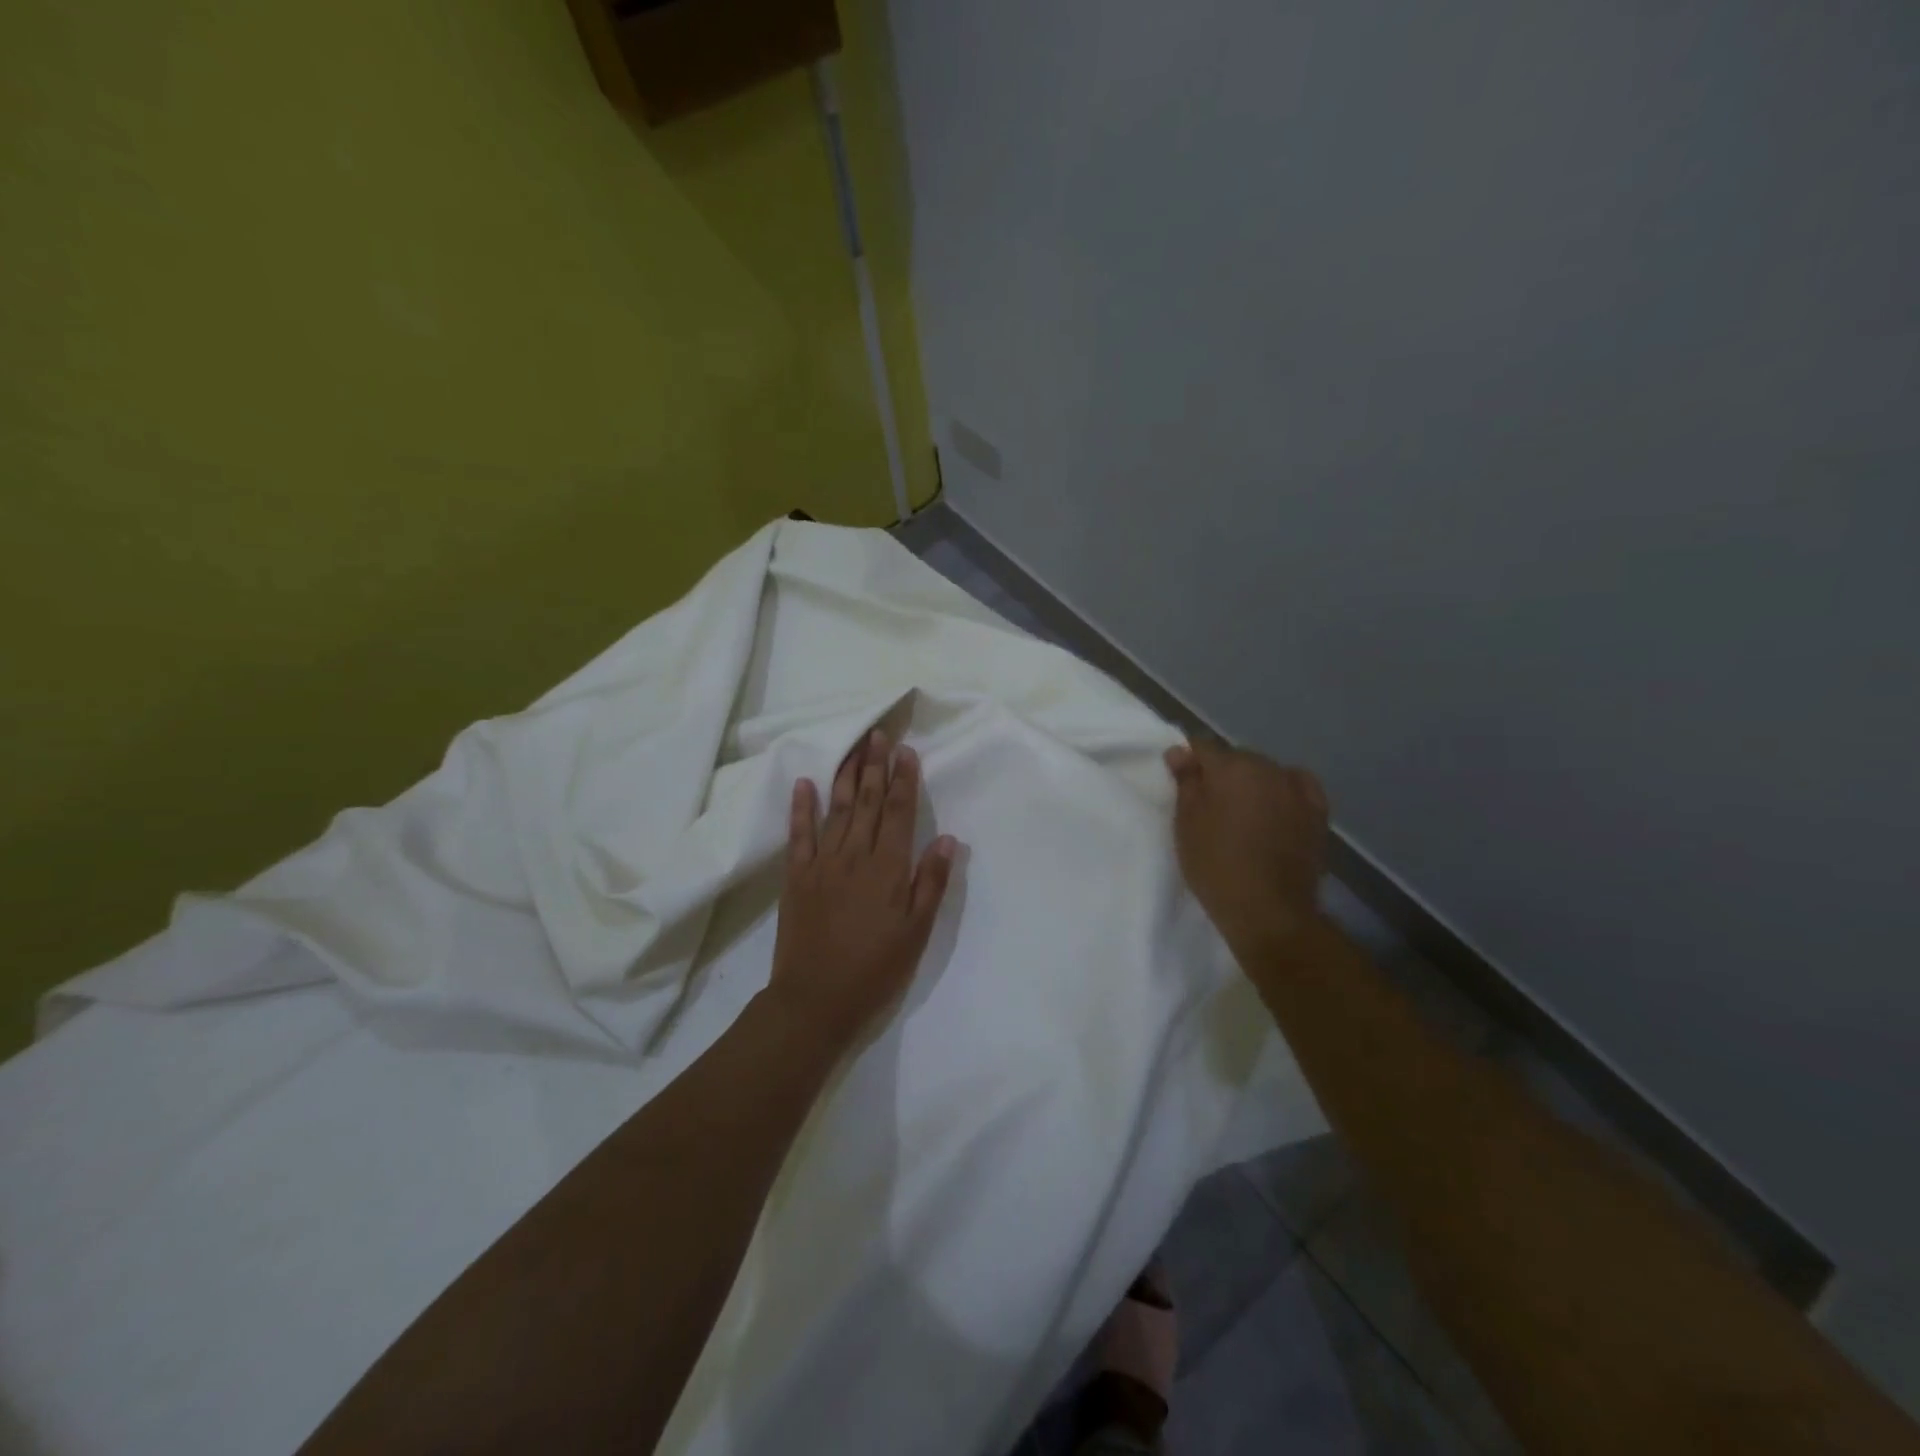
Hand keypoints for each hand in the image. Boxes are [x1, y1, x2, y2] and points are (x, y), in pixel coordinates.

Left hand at [769, 730, 957, 1048]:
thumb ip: (930, 882)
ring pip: (836, 810)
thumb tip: (947, 839)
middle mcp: (855, 856)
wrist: (816, 1000)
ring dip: (845, 776)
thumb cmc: (875, 969)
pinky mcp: (797, 878)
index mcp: (887, 868)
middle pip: (866, 802)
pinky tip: (805, 784)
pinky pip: (799, 836)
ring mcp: (822, 864)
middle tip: (878, 733)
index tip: (905, 750)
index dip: (903, 780)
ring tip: (853, 747)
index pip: (898, 813)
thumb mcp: (916, 932)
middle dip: (874, 766)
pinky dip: (802, 808)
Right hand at [1164, 740, 1328, 959]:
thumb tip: (1180, 752)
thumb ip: (1186, 782)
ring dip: (1252, 783)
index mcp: (1232, 767)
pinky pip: (1297, 787)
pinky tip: (1277, 807)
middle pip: (1238, 759)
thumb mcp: (1186, 824)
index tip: (1180, 780)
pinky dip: (1284, 791)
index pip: (1203, 747)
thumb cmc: (1216, 865)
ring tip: (1243, 811)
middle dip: (1222, 773)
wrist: (1268, 911)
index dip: (1189, 760)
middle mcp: (1268, 769)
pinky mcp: (1318, 812)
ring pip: (1267, 772)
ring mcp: (1297, 789)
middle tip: (1209, 802)